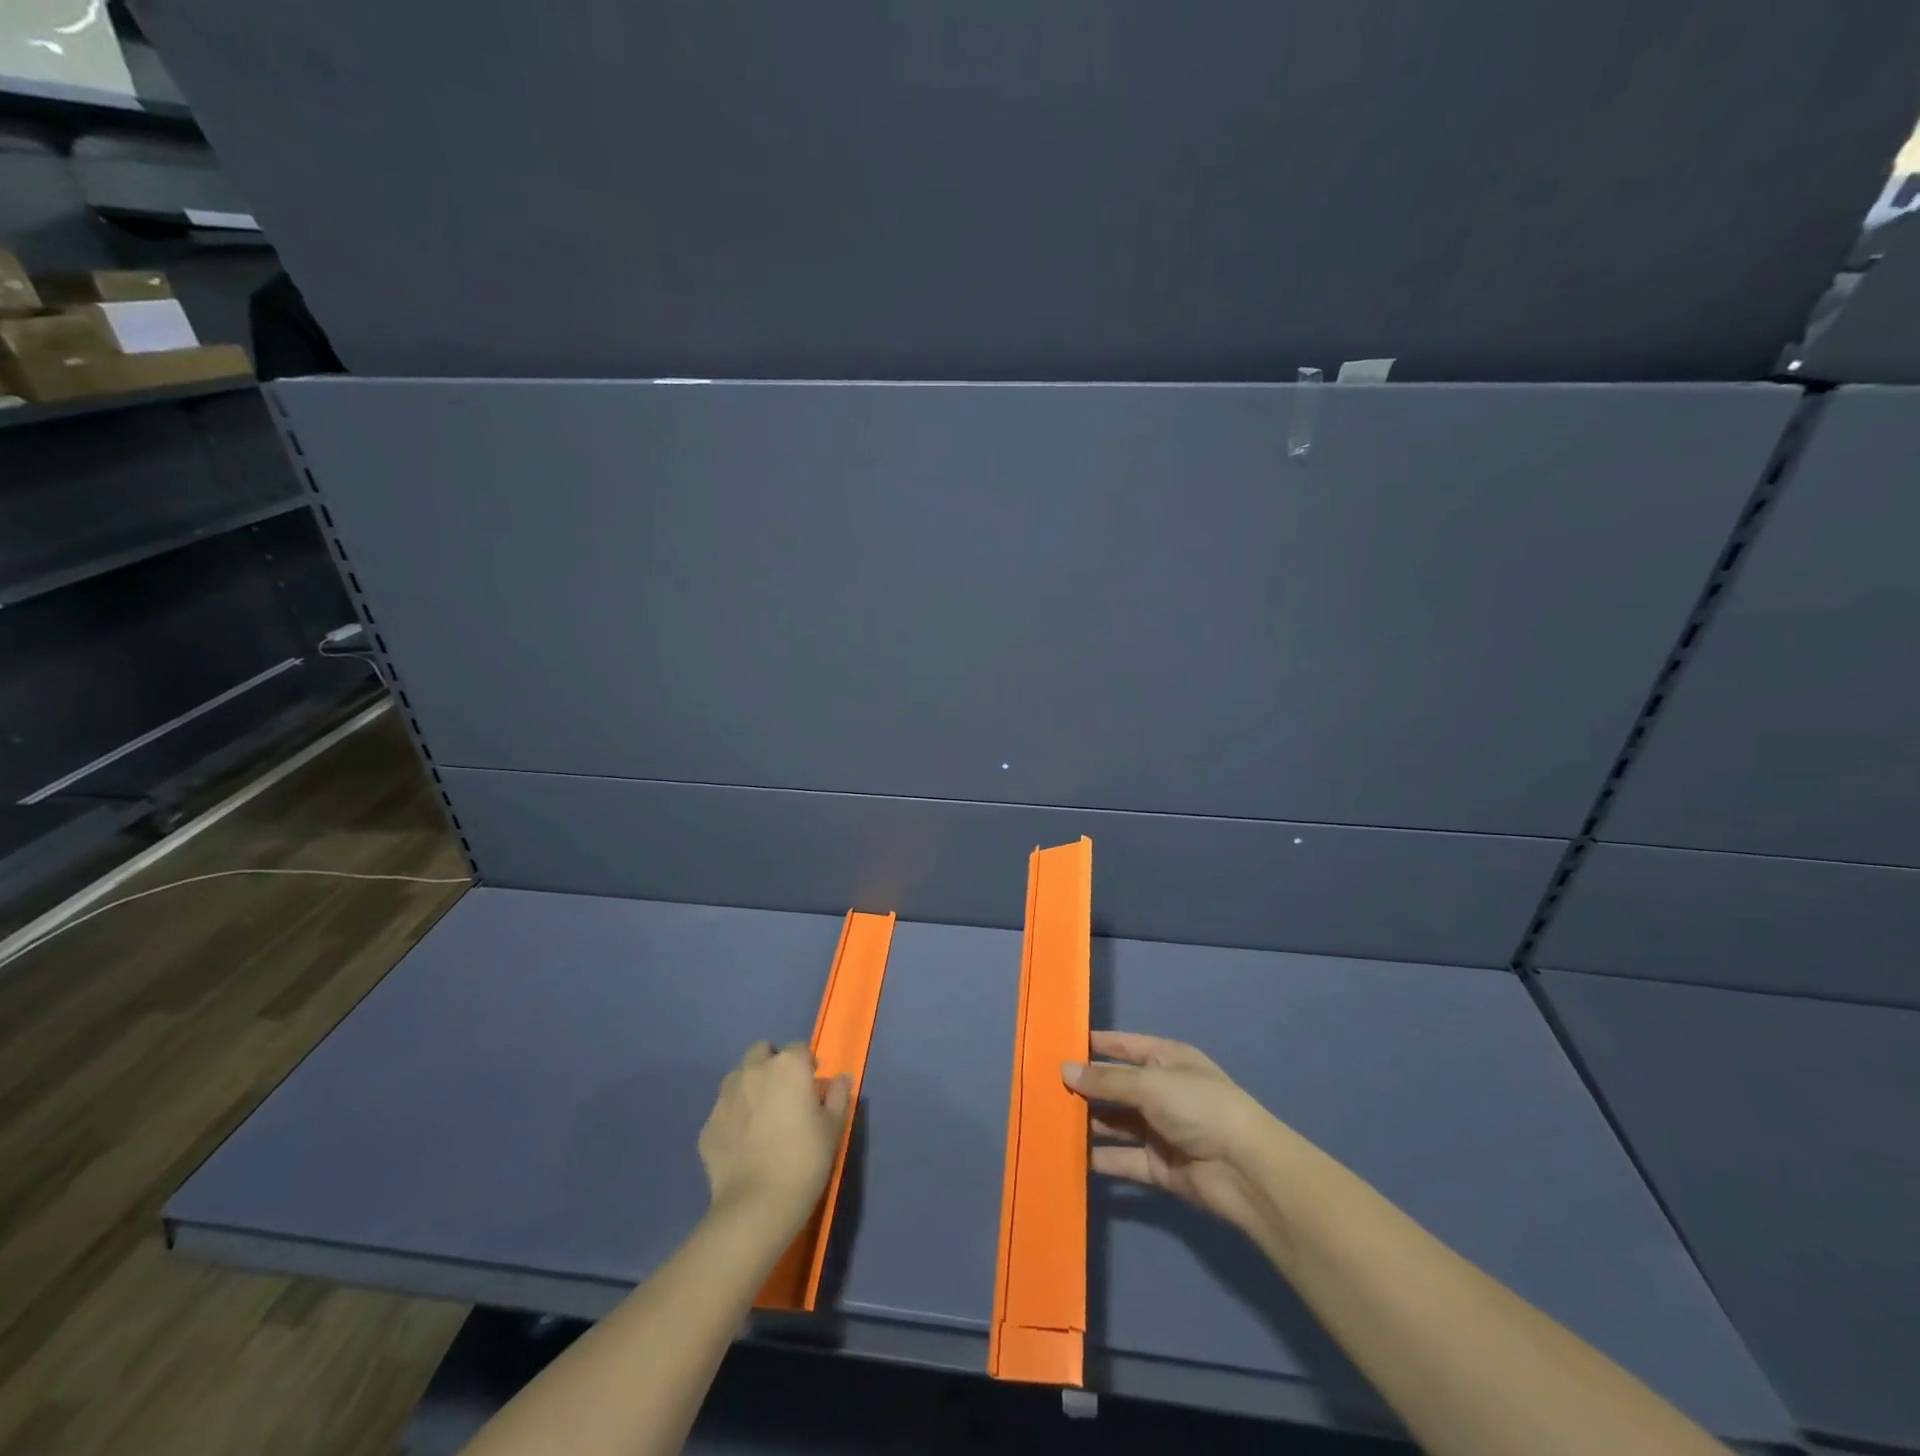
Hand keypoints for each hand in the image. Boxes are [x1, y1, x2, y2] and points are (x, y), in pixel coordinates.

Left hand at [698, 1042, 849, 1229]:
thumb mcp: (833, 1127)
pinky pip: (723, 1112)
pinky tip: (742, 1145)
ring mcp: (726, 1096)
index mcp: (788, 1066)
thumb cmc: (804, 1160)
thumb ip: (838, 1096)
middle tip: (782, 1095)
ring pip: (738, 1077)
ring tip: (759, 1118)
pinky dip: (732, 1119)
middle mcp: (754, 1071)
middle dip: (771, 1065)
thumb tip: (841, 1079)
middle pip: (761, 1052)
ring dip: (749, 1086)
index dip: (806, 1066)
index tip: (811, 1090)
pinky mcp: (707, 1125)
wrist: (757, 1205)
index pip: (799, 1049)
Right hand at [1063, 1031, 1279, 1235]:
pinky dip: (1099, 1158)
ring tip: (1048, 1121)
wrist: (1245, 1170)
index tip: (1054, 1046)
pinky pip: (1122, 1159)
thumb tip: (1064, 1070)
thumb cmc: (1199, 1107)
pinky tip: (1069, 1156)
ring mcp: (1158, 1129)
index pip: (1121, 1046)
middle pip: (1114, 1086)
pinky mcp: (1157, 1165)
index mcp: (1164, 1059)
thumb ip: (1106, 1081)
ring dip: (1087, 1123)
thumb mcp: (1150, 1083)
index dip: (1091, 1045)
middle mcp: (1159, 1090)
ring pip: (1114, 1122)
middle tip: (1040, 1088)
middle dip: (1083, 1087)